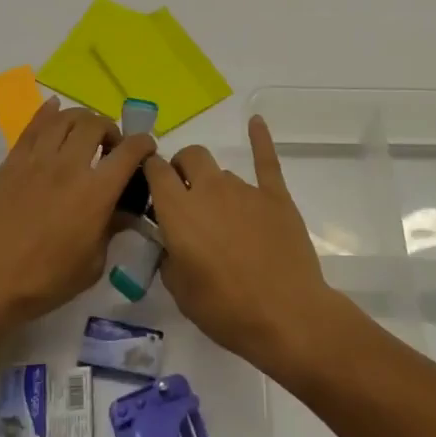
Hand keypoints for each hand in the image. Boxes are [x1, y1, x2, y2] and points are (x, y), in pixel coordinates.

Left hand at [0, 99, 154, 328]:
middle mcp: (69, 166)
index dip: (144, 144)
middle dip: (111, 129)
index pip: (129, 151)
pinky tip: (53, 109)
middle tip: (110, 146)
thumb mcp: (92, 265)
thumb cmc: (44, 281)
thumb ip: (111, 230)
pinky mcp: (12, 162)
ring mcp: (37, 160)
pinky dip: (48, 112)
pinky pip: (33, 125)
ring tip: (83, 134)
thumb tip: (122, 212)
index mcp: (96, 192)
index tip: (146, 149)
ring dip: (82, 120)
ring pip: (65, 118)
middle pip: (96, 124)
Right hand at [145, 115, 341, 370]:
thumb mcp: (180, 291)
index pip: (155, 170)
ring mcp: (245, 190)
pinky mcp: (275, 196)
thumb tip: (170, 241)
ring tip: (220, 213)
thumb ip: (168, 256)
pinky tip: (256, 120)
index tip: (149, 184)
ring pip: (222, 170)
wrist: (286, 316)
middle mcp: (209, 190)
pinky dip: (260, 138)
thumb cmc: (226, 310)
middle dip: (181, 168)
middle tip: (183, 196)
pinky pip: (266, 160)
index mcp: (178, 211)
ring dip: (214, 183)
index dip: (149, 172)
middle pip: (189, 157)